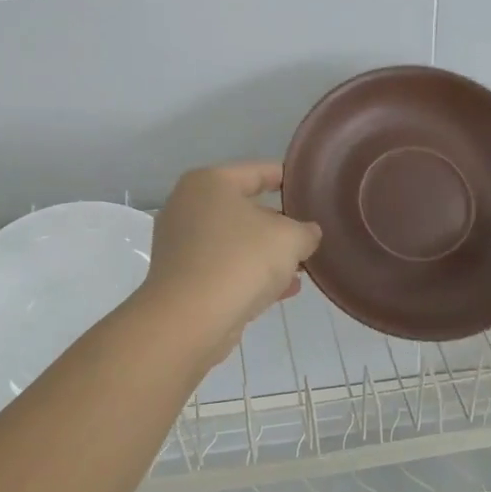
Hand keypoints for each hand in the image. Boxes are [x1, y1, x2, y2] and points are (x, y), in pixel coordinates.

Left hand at [142, 162, 321, 359]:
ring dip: (266, 254)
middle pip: (244, 208)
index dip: (287, 178)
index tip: (309, 189)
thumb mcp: (289, 239)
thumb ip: (305, 231)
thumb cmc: (240, 261)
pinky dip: (250, 274)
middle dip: (278, 224)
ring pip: (234, 241)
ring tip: (301, 267)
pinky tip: (283, 290)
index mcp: (209, 182)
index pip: (257, 172)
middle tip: (308, 233)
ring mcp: (180, 243)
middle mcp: (188, 206)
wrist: (189, 319)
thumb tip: (306, 234)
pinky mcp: (181, 277)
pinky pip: (224, 267)